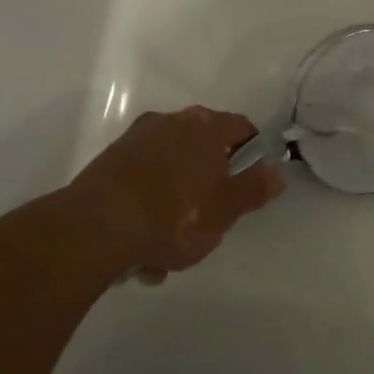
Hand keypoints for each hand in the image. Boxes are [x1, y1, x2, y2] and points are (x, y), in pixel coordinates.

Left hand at [59, 107, 286, 283]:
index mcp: (205, 126)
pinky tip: (141, 249)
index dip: (253, 153)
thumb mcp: (225, 210)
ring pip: (170, 172)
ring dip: (174, 205)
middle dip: (208, 187)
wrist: (95, 228)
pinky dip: (147, 209)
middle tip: (209, 224)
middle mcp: (170, 121)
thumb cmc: (174, 216)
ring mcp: (136, 139)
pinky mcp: (109, 162)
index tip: (252, 183)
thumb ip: (254, 189)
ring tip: (167, 252)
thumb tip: (277, 171)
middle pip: (203, 150)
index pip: (242, 128)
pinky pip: (141, 184)